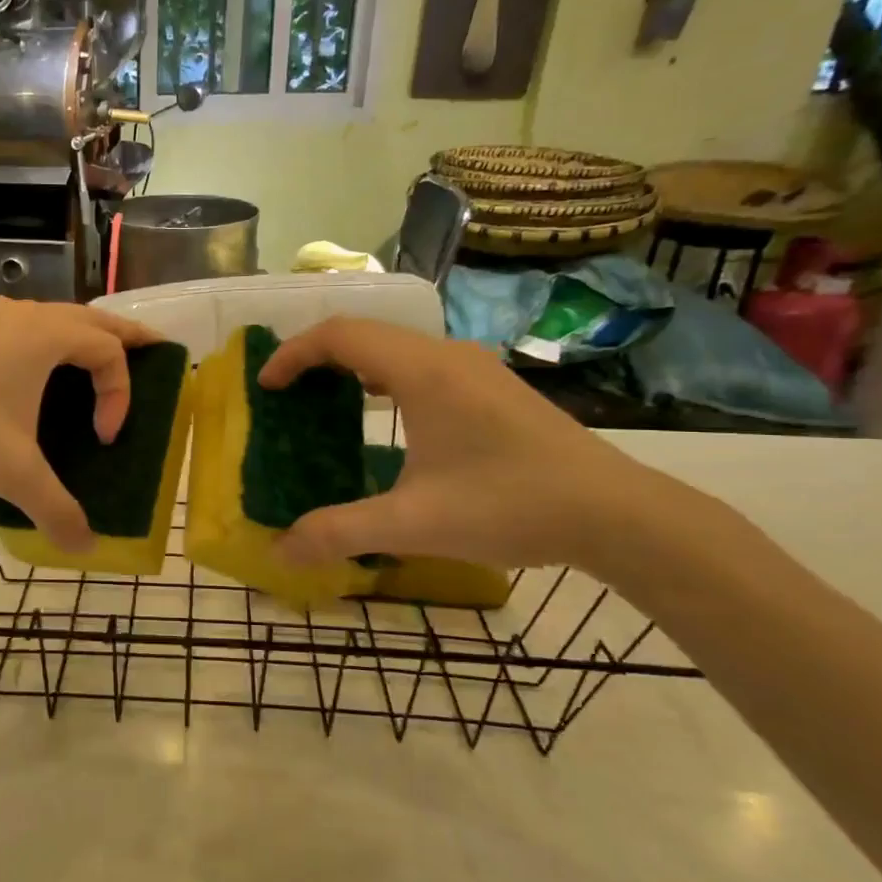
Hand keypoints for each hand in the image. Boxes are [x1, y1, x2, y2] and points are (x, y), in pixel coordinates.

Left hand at [0, 297, 160, 550]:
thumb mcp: (13, 473)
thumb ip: (57, 509)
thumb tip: (85, 549)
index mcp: (43, 335)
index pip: (107, 351)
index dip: (119, 393)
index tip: (103, 439)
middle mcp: (19, 315)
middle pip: (89, 318)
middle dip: (124, 337)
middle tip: (154, 349)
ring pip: (50, 318)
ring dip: (80, 337)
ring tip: (95, 361)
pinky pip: (19, 328)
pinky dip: (43, 343)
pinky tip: (31, 374)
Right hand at [258, 318, 670, 570]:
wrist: (615, 513)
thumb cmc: (509, 506)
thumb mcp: (413, 525)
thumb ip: (339, 532)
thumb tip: (280, 549)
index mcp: (422, 372)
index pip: (340, 336)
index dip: (293, 354)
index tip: (266, 386)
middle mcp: (446, 355)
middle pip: (364, 332)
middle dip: (315, 356)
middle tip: (286, 394)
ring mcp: (474, 367)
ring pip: (395, 345)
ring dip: (352, 363)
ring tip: (325, 399)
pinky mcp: (492, 386)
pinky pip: (420, 362)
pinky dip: (384, 375)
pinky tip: (385, 413)